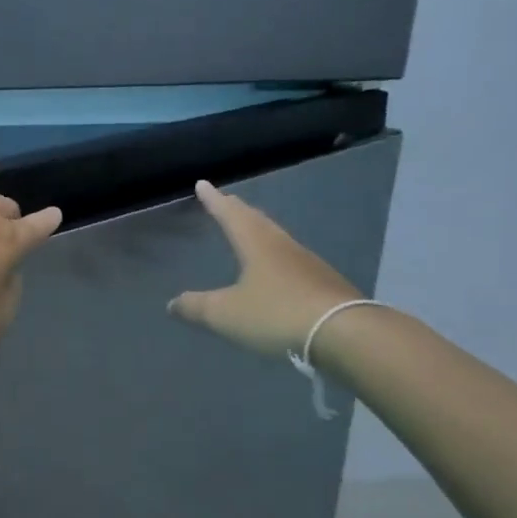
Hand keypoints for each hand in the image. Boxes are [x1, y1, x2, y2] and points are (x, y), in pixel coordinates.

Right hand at [168, 180, 361, 356]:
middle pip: (257, 221)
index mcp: (256, 244)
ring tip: (250, 231)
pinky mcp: (324, 284)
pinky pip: (292, 260)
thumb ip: (196, 307)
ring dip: (260, 231)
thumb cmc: (276, 314)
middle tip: (227, 201)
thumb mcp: (226, 314)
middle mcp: (282, 246)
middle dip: (239, 211)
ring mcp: (307, 263)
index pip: (230, 215)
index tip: (203, 184)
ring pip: (277, 238)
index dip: (214, 201)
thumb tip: (172, 303)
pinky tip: (277, 270)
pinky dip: (277, 256)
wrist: (344, 334)